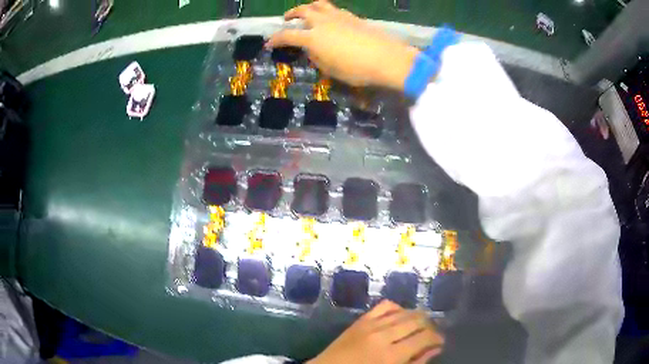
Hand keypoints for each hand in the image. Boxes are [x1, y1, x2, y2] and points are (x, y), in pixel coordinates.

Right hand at [266, 1, 418, 89]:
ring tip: (306, 13)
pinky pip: (334, 9)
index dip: (276, 39)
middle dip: (291, 14)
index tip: (269, 43)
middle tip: (286, 19)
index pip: (288, 35)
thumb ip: (317, 57)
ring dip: (308, 7)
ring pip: (318, 4)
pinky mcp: (353, 16)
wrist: (387, 59)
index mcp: (313, 37)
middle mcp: (323, 22)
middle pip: (302, 11)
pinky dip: (326, 12)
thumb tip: (312, 50)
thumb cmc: (357, 69)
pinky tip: (329, 19)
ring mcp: (339, 16)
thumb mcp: (330, 70)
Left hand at [308, 300, 444, 363]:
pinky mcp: (360, 320)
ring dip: (417, 316)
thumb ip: (415, 363)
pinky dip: (398, 308)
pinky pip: (385, 305)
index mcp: (390, 355)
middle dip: (430, 326)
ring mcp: (370, 325)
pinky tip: (401, 316)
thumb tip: (435, 348)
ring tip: (420, 325)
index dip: (437, 337)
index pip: (424, 337)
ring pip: (404, 312)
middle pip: (417, 321)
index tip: (440, 341)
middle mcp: (382, 336)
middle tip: (431, 334)